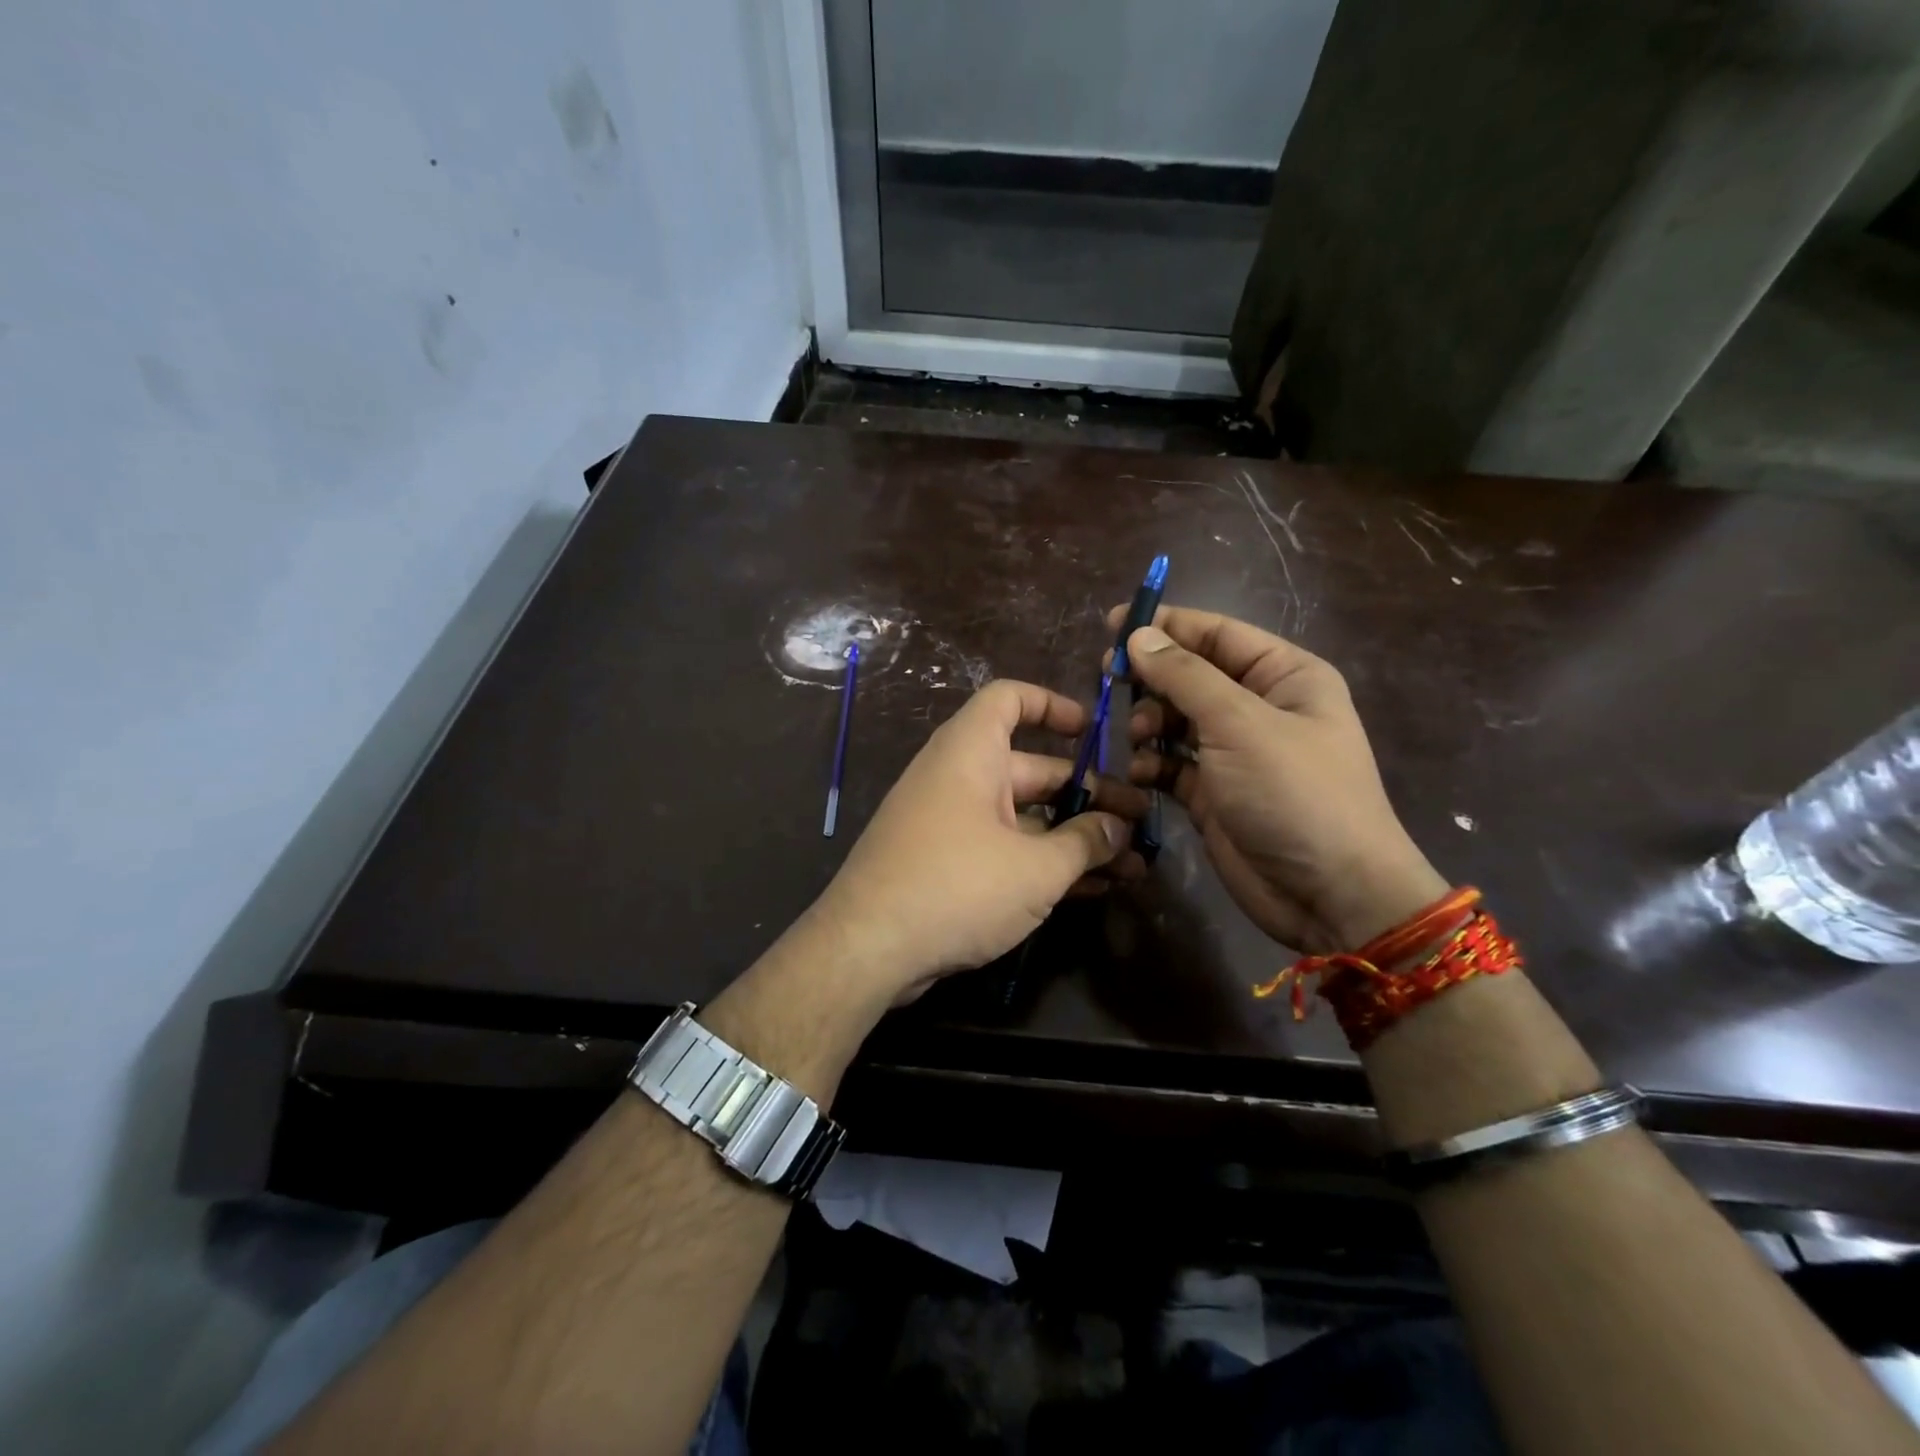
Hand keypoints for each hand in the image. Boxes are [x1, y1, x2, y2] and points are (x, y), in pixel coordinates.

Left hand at [814, 679, 1146, 1002]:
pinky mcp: (946, 864)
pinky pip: (1004, 848)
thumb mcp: (1035, 868)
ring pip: (1023, 817)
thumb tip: (1119, 828)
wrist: (868, 948)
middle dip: (1088, 794)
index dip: (1053, 705)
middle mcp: (958, 778)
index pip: (1009, 699)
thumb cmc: (957, 886)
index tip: (1095, 731)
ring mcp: (950, 823)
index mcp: (970, 753)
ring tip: (1131, 863)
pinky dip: (1042, 861)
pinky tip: (1090, 889)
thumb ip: (1085, 843)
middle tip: (1138, 820)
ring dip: (1073, 837)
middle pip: (1031, 769)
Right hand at [1113, 606, 1446, 951]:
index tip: (1114, 623)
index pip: (1218, 634)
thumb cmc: (1294, 793)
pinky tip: (1139, 772)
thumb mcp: (1240, 724)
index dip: (1167, 626)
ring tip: (1136, 736)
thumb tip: (1138, 636)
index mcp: (1284, 676)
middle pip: (1192, 676)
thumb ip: (1185, 677)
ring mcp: (1235, 753)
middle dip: (1152, 678)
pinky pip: (1172, 763)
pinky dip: (1151, 763)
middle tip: (1108, 680)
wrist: (1329, 894)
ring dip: (1149, 723)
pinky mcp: (1213, 793)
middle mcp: (1260, 708)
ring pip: (1176, 720)